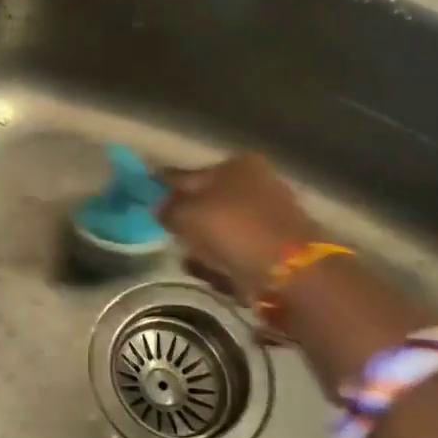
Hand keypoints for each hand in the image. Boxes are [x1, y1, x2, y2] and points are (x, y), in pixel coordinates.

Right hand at [158, 152, 320, 302]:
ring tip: (192, 260)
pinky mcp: (277, 248)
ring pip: (222, 228)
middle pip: (208, 202)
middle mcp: (257, 183)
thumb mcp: (188, 214)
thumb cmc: (234, 229)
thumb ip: (168, 208)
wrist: (290, 271)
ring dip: (205, 244)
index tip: (146, 198)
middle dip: (188, 220)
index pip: (189, 174)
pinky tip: (215, 273)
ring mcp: (270, 216)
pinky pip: (238, 252)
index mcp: (237, 164)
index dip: (166, 186)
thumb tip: (160, 207)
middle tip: (170, 236)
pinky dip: (224, 261)